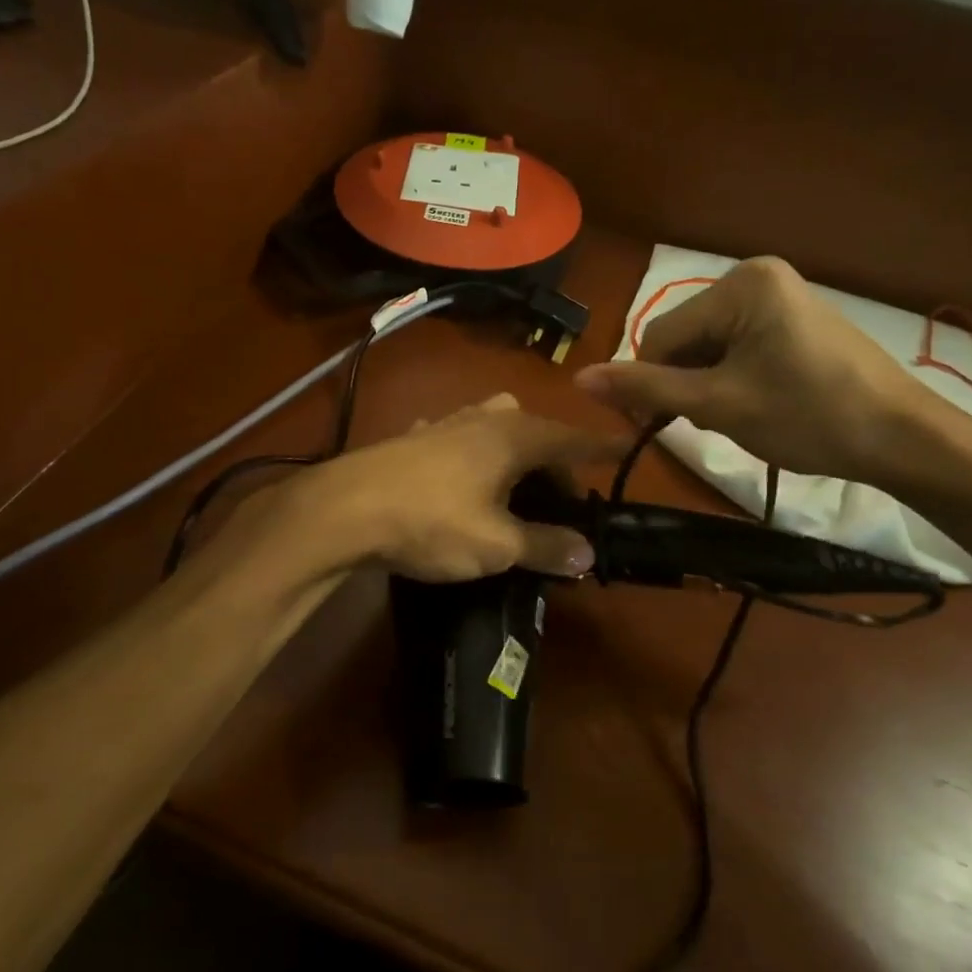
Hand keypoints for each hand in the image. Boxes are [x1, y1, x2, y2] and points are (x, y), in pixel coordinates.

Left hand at [281, 393, 624, 581]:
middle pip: (535, 431)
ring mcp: (444, 424)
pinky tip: (462, 482)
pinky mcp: (413, 438)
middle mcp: (484, 418)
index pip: (572, 439)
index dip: (601, 448)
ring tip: (515, 489)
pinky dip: (474, 457)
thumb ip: (545, 545)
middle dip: (554, 460)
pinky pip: (459, 440)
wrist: (344, 508)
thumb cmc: (432, 521)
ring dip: (513, 453)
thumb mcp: (497, 544)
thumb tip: (587, 552)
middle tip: (561, 500)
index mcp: (514, 436)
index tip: (627, 448)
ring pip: (495, 428)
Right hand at [575, 257, 931, 482]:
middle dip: (685, 382)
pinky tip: (754, 403)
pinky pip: (738, 345)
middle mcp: (756, 276)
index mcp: (740, 284)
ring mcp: (779, 295)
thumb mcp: (718, 404)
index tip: (656, 427)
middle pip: (686, 337)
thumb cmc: (809, 417)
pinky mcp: (793, 318)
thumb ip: (646, 388)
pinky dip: (731, 377)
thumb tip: (579, 379)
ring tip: (738, 416)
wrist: (903, 438)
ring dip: (707, 384)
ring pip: (709, 345)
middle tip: (711, 423)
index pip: (661, 334)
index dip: (650, 382)